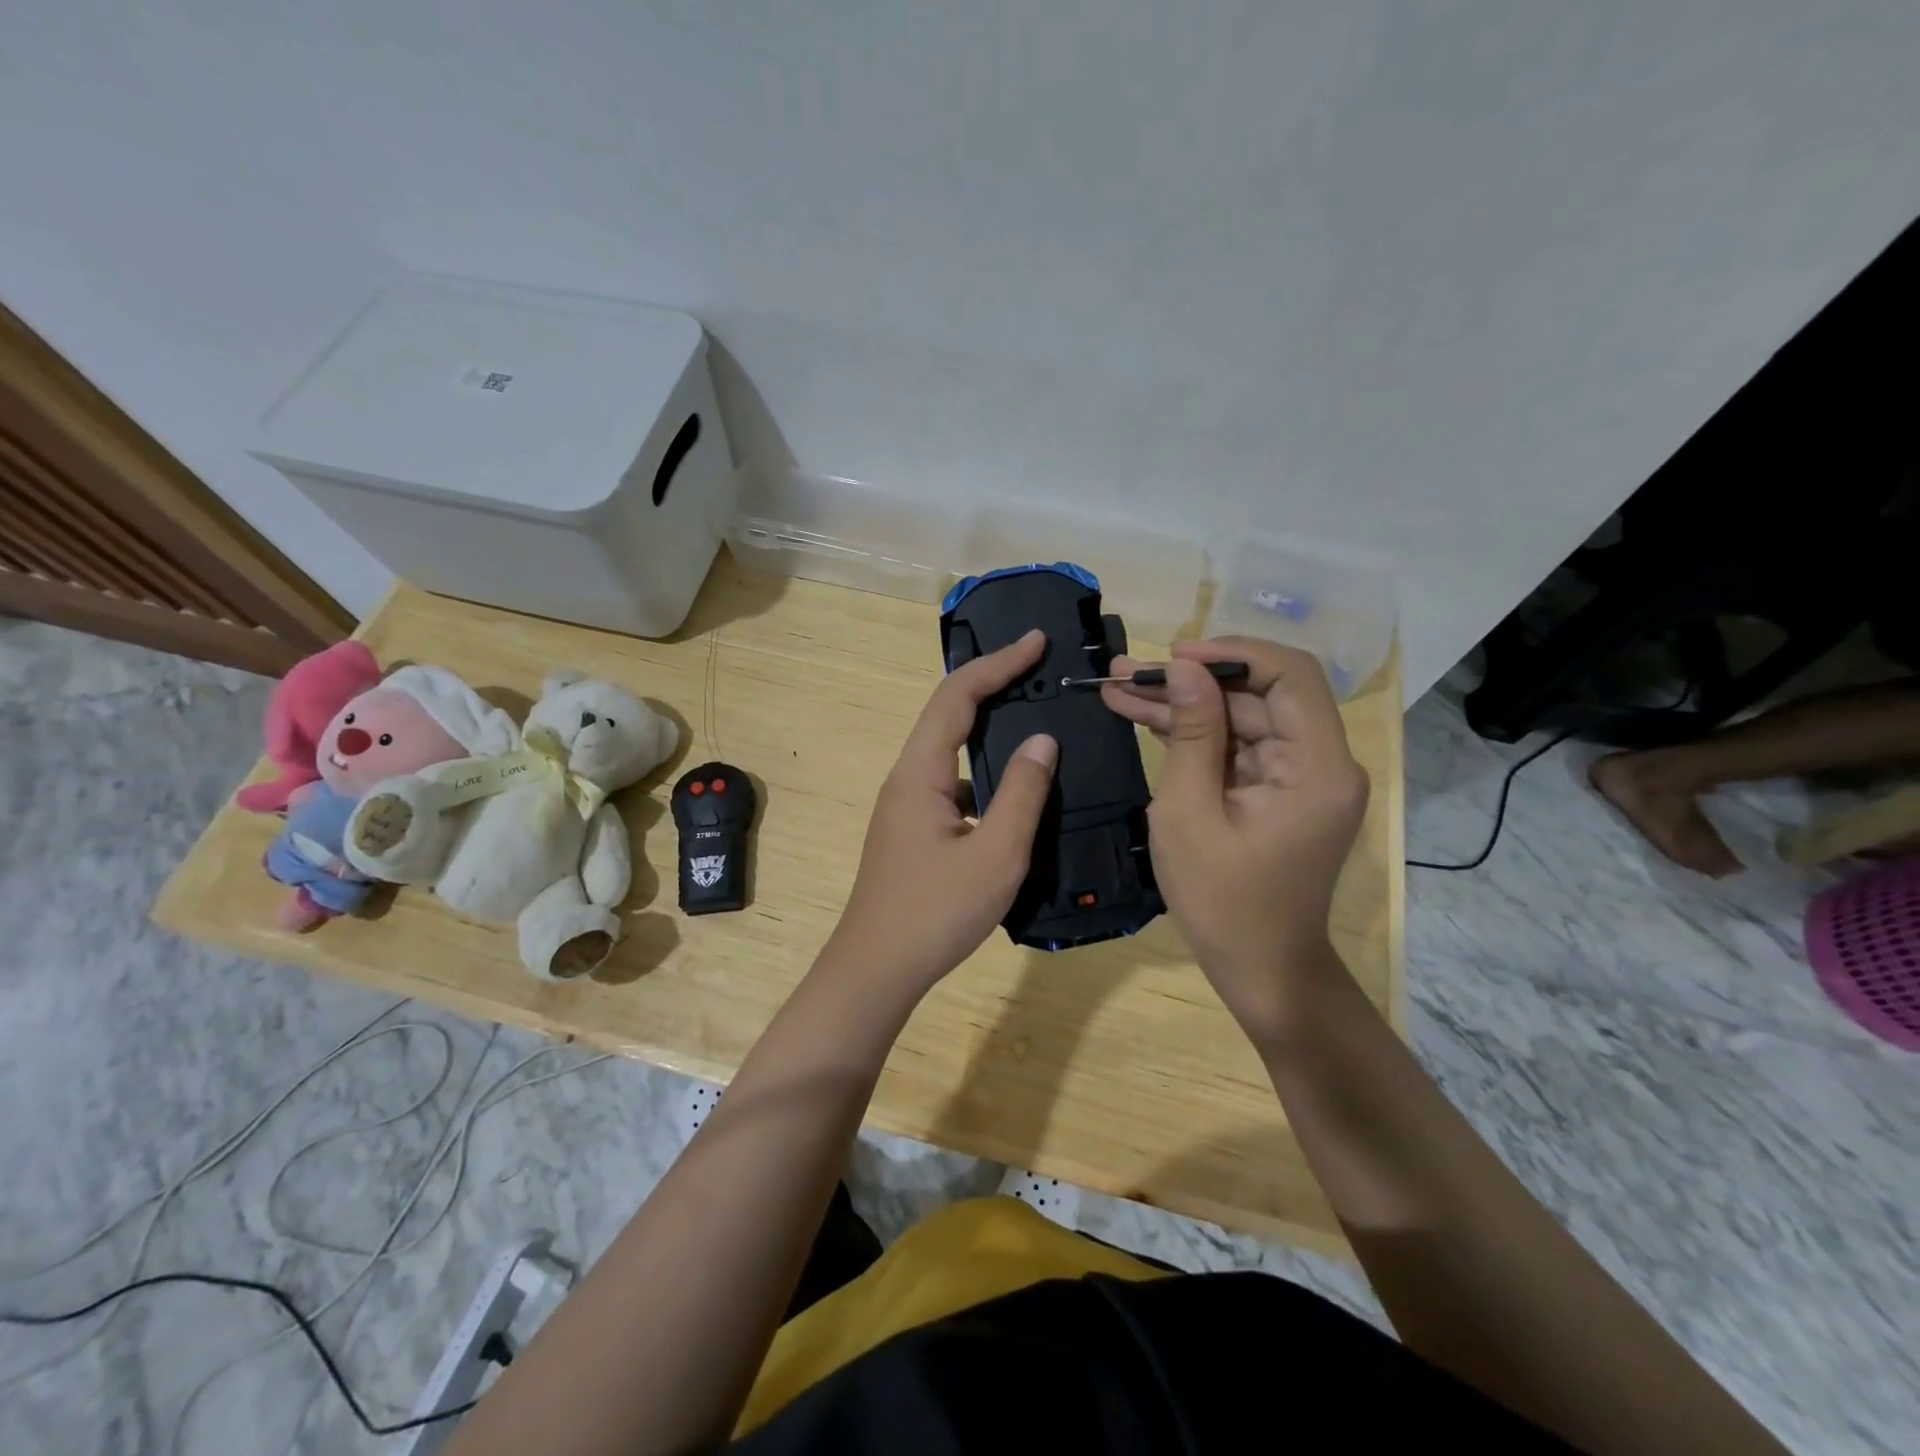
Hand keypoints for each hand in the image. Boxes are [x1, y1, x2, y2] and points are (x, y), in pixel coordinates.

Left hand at [825, 629, 1058, 998]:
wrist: (877, 970)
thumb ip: (1023, 794)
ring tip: (1035, 721)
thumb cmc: (935, 912)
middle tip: (1038, 669)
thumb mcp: (995, 854)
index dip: (998, 663)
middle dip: (993, 684)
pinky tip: (1016, 792)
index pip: (958, 697)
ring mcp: (907, 806)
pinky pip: (953, 784)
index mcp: (920, 772)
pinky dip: (985, 773)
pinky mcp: (914, 831)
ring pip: (950, 751)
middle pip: (948, 714)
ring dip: (989, 729)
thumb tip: (1042, 740)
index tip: (1036, 641)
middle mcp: (907, 778)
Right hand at [1102, 638, 1367, 1039]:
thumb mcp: (1190, 814)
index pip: (1291, 675)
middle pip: (1257, 696)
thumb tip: (1183, 669)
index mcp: (1317, 767)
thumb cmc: (1222, 901)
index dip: (1233, 653)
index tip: (1175, 655)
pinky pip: (1236, 748)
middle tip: (1124, 674)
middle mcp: (1321, 762)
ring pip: (1240, 718)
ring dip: (1183, 706)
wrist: (1260, 969)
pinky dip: (1194, 736)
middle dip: (1189, 682)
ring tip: (1118, 689)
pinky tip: (1144, 719)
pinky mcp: (1277, 791)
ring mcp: (1299, 777)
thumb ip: (1192, 734)